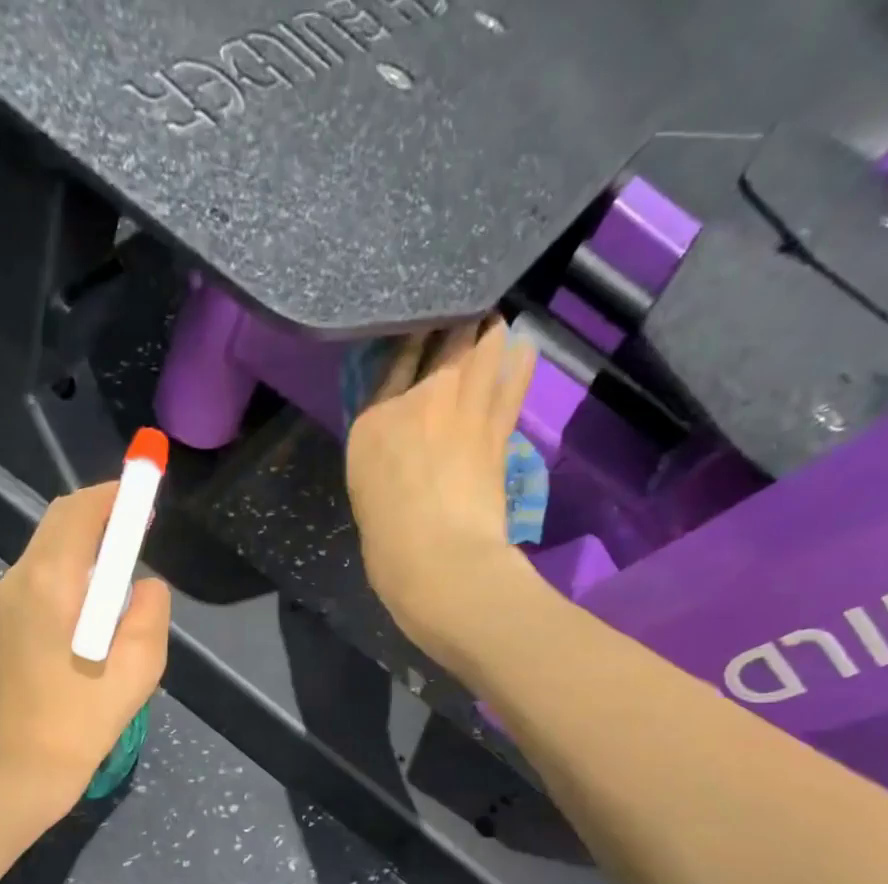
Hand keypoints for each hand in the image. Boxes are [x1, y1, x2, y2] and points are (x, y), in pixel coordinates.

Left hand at [0, 480, 170, 810]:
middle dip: (96, 520)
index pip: (78, 512)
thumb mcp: (140, 666)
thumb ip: (150, 610)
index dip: (113, 496)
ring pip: (40, 559)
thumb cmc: (85, 719)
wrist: (21, 771)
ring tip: (110, 587)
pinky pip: (27, 592)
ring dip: (77, 556)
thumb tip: (144, 584)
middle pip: (55, 528)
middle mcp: (14, 584)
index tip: (142, 499)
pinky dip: (57, 587)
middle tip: (132, 535)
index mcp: (50, 583)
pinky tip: (75, 627)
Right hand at [345, 317, 543, 662]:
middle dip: (452, 320)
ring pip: (483, 341)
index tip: (418, 322)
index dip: (409, 335)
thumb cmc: (389, 539)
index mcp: (373, 421)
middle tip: (458, 315)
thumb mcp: (366, 488)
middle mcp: (418, 400)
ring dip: (487, 330)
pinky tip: (521, 349)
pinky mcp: (499, 425)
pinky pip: (513, 374)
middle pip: (441, 336)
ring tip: (488, 328)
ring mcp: (463, 406)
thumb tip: (403, 427)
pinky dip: (518, 358)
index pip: (393, 359)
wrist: (439, 562)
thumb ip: (382, 446)